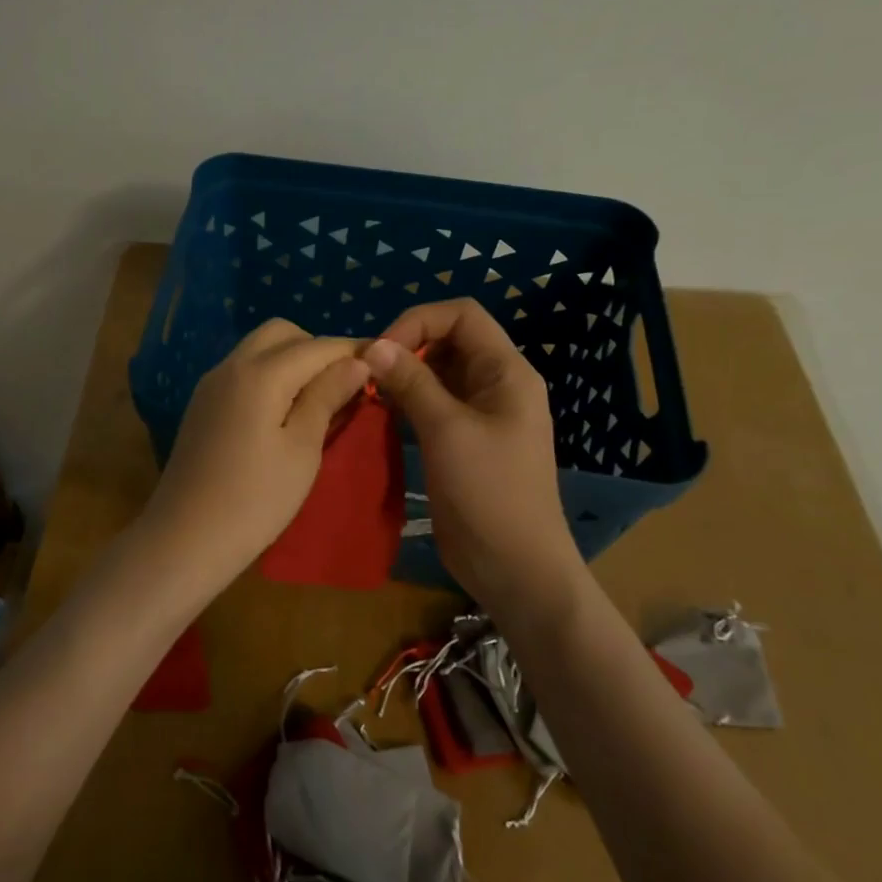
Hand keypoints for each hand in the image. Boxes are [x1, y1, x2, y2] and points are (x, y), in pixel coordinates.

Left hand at [141, 320, 368, 590]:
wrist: (186, 537)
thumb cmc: (255, 500)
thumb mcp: (302, 450)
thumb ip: (327, 397)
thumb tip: (356, 361)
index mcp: (260, 374)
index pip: (317, 346)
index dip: (353, 351)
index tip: (384, 364)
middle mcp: (231, 366)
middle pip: (282, 334)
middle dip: (317, 349)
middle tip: (344, 385)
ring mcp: (211, 384)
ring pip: (258, 349)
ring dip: (292, 360)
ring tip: (319, 400)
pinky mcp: (202, 404)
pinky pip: (242, 370)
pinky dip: (269, 375)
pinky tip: (284, 411)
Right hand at [364, 300, 583, 613]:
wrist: (514, 566)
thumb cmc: (489, 493)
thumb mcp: (447, 431)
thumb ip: (412, 383)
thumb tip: (374, 346)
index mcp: (506, 372)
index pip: (462, 315)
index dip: (418, 322)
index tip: (380, 351)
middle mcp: (496, 385)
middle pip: (448, 341)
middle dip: (406, 348)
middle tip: (366, 375)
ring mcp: (480, 415)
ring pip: (437, 374)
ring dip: (402, 377)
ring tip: (368, 394)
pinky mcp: (463, 442)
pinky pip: (433, 406)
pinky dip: (406, 403)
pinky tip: (380, 416)